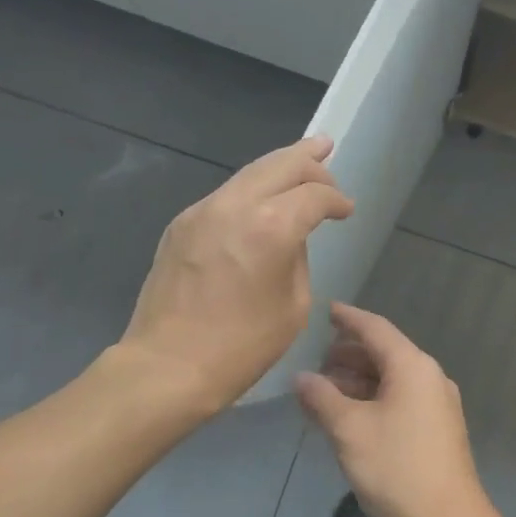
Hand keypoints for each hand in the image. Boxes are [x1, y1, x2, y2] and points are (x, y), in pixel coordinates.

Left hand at [116, 137, 352, 413]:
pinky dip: (250, 190)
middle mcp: (235, 206)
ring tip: (299, 159)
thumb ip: (298, 260)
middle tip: (327, 151)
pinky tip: (260, 201)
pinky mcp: (181, 225)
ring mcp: (202, 211)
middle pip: (280, 165)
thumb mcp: (293, 307)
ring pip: (248, 173)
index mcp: (272, 227)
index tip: (346, 212)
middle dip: (309, 160)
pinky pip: (225, 196)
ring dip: (277, 166)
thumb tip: (289, 240)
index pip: (314, 195)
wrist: (168, 365)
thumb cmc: (241, 347)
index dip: (336, 200)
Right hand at [295, 303, 499, 516]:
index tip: (326, 311)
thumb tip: (301, 378)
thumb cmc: (397, 469)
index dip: (348, 318)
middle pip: (384, 353)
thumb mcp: (350, 431)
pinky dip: (372, 400)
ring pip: (391, 380)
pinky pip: (400, 401)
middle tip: (315, 363)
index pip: (375, 329)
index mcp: (412, 367)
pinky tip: (348, 417)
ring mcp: (437, 405)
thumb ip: (322, 398)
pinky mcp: (437, 430)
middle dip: (348, 355)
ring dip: (358, 381)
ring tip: (324, 392)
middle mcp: (429, 378)